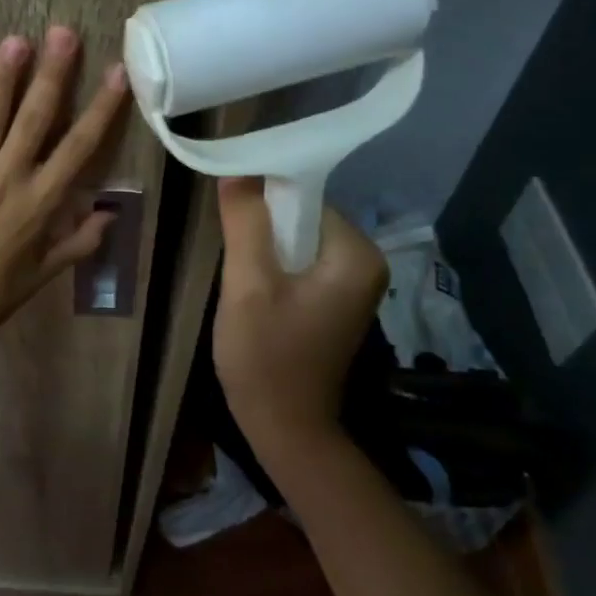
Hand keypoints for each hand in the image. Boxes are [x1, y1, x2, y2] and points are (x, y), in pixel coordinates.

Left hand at [0, 27, 130, 342]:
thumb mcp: (45, 274)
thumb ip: (79, 242)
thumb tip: (110, 214)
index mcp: (41, 202)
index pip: (79, 146)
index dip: (101, 108)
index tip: (117, 73)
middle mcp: (9, 178)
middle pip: (36, 118)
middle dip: (53, 74)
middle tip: (65, 33)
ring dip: (5, 77)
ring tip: (17, 40)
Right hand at [212, 177, 386, 456]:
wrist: (284, 428)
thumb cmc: (266, 357)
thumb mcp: (248, 284)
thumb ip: (245, 222)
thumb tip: (236, 167)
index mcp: (357, 253)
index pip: (304, 197)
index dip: (263, 199)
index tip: (230, 214)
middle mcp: (365, 261)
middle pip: (302, 217)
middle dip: (263, 227)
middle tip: (232, 253)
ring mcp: (352, 283)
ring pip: (297, 239)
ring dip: (264, 247)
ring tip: (238, 273)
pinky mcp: (335, 299)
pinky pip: (300, 262)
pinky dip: (274, 266)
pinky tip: (252, 288)